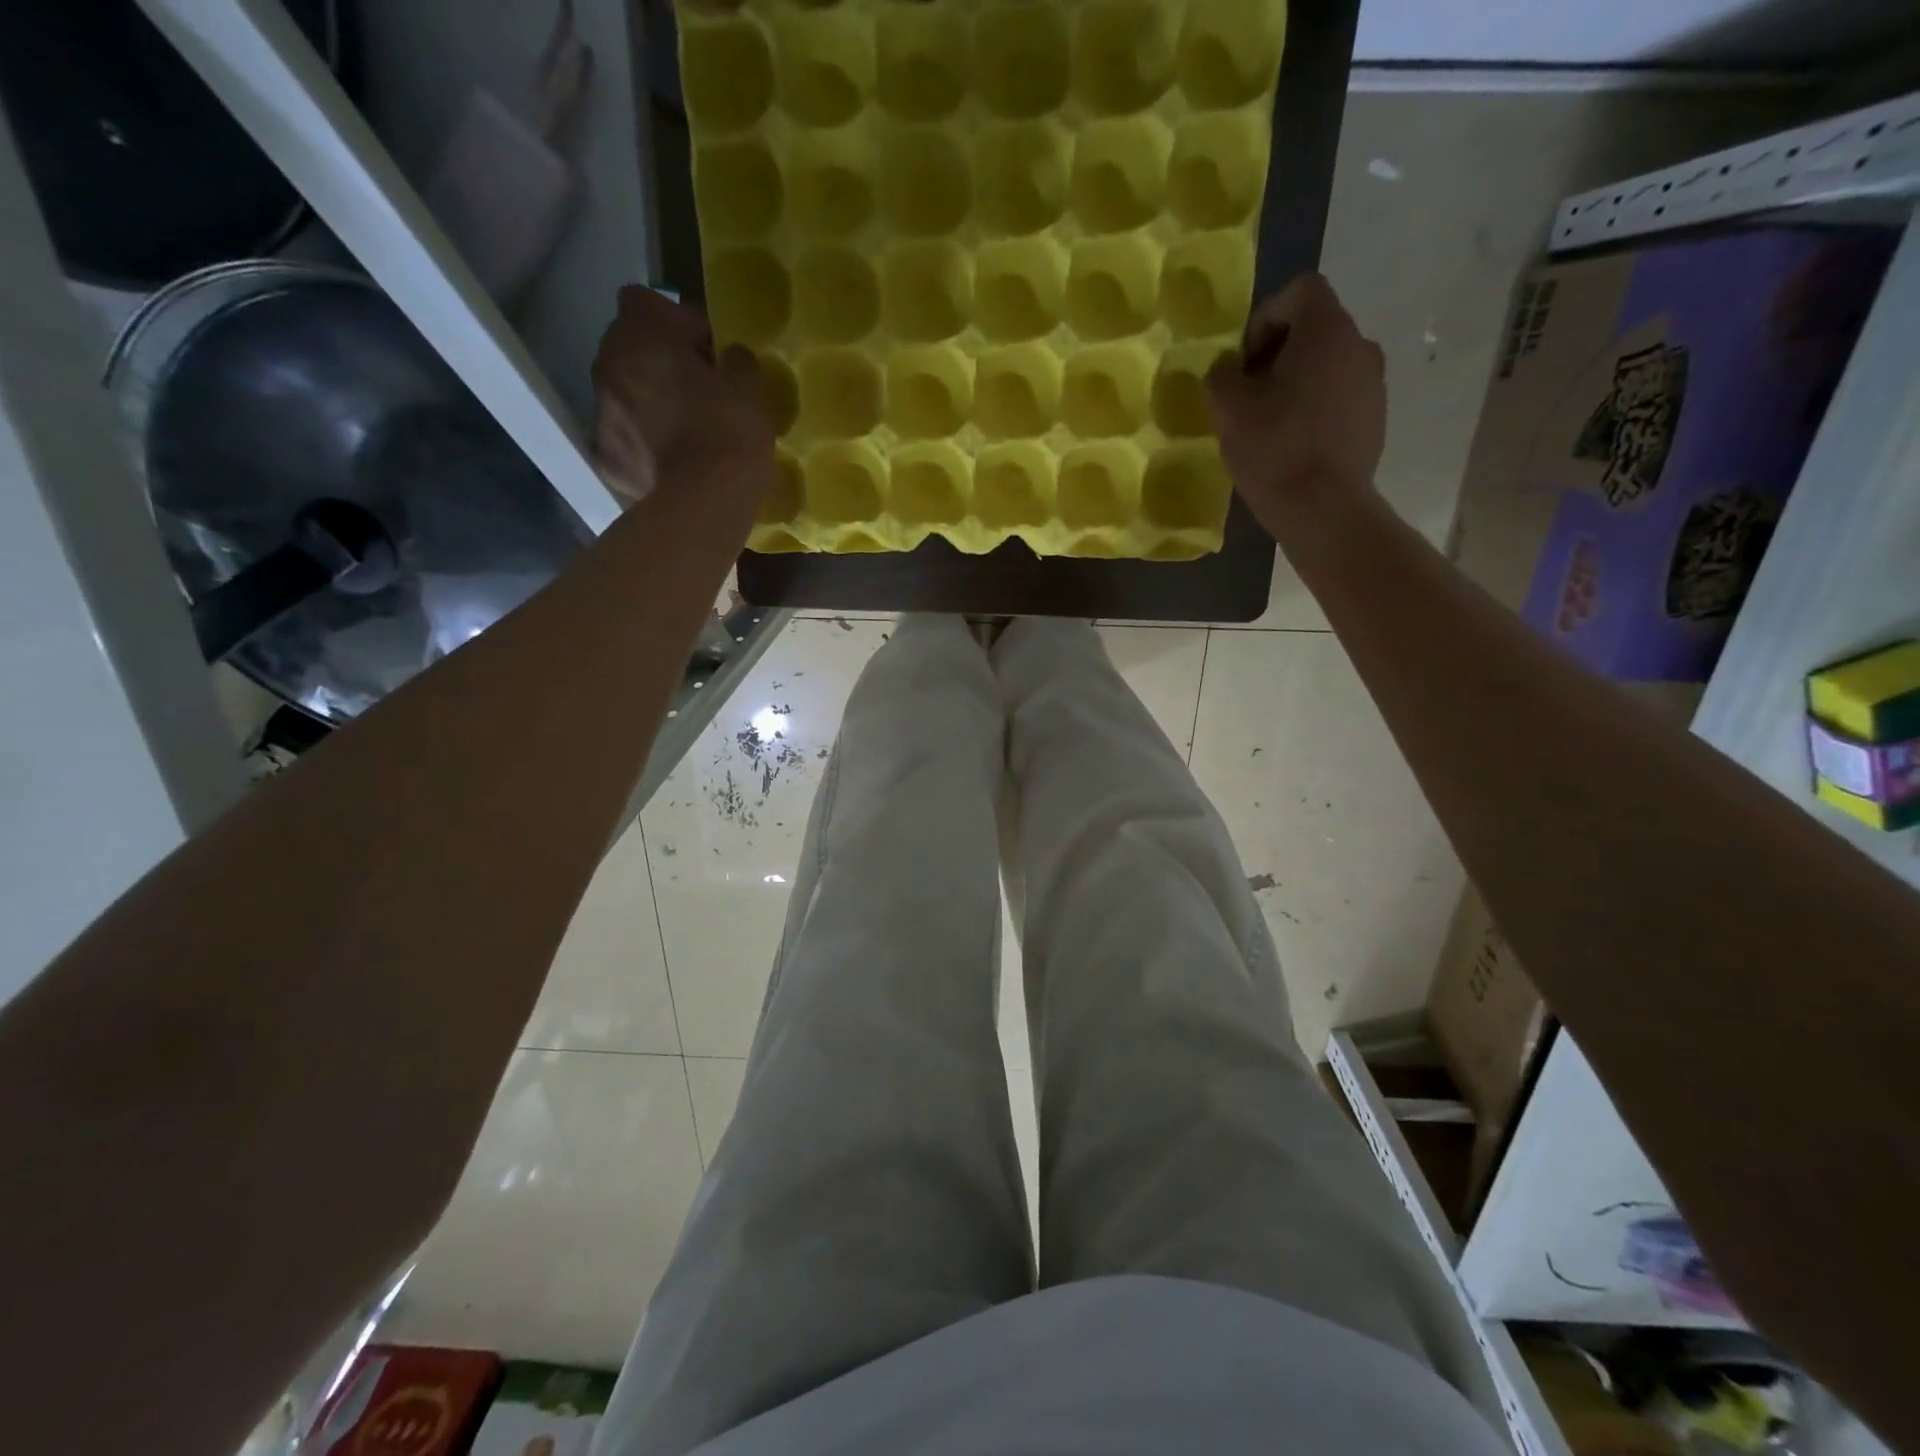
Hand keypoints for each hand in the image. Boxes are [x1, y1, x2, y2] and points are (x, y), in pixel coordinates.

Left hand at [591, 286, 773, 504]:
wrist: (706, 501)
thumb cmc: (729, 432)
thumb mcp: (750, 386)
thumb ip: (736, 360)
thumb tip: (729, 358)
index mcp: (640, 338)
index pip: (644, 301)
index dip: (677, 321)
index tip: (707, 350)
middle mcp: (608, 368)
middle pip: (629, 348)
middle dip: (659, 361)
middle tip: (698, 390)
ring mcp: (602, 416)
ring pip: (623, 394)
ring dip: (648, 401)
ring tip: (684, 429)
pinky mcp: (606, 460)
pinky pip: (624, 440)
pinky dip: (642, 445)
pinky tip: (669, 462)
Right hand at [1206, 272, 1386, 539]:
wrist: (1324, 508)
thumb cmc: (1274, 448)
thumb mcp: (1228, 409)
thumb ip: (1221, 375)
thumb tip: (1226, 369)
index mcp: (1327, 330)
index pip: (1300, 290)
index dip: (1264, 317)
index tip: (1243, 361)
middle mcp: (1360, 345)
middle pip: (1315, 328)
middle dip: (1277, 353)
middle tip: (1249, 393)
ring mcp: (1374, 383)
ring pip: (1328, 365)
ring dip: (1297, 382)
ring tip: (1270, 422)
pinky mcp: (1375, 418)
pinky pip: (1340, 397)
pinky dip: (1315, 408)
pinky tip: (1293, 443)